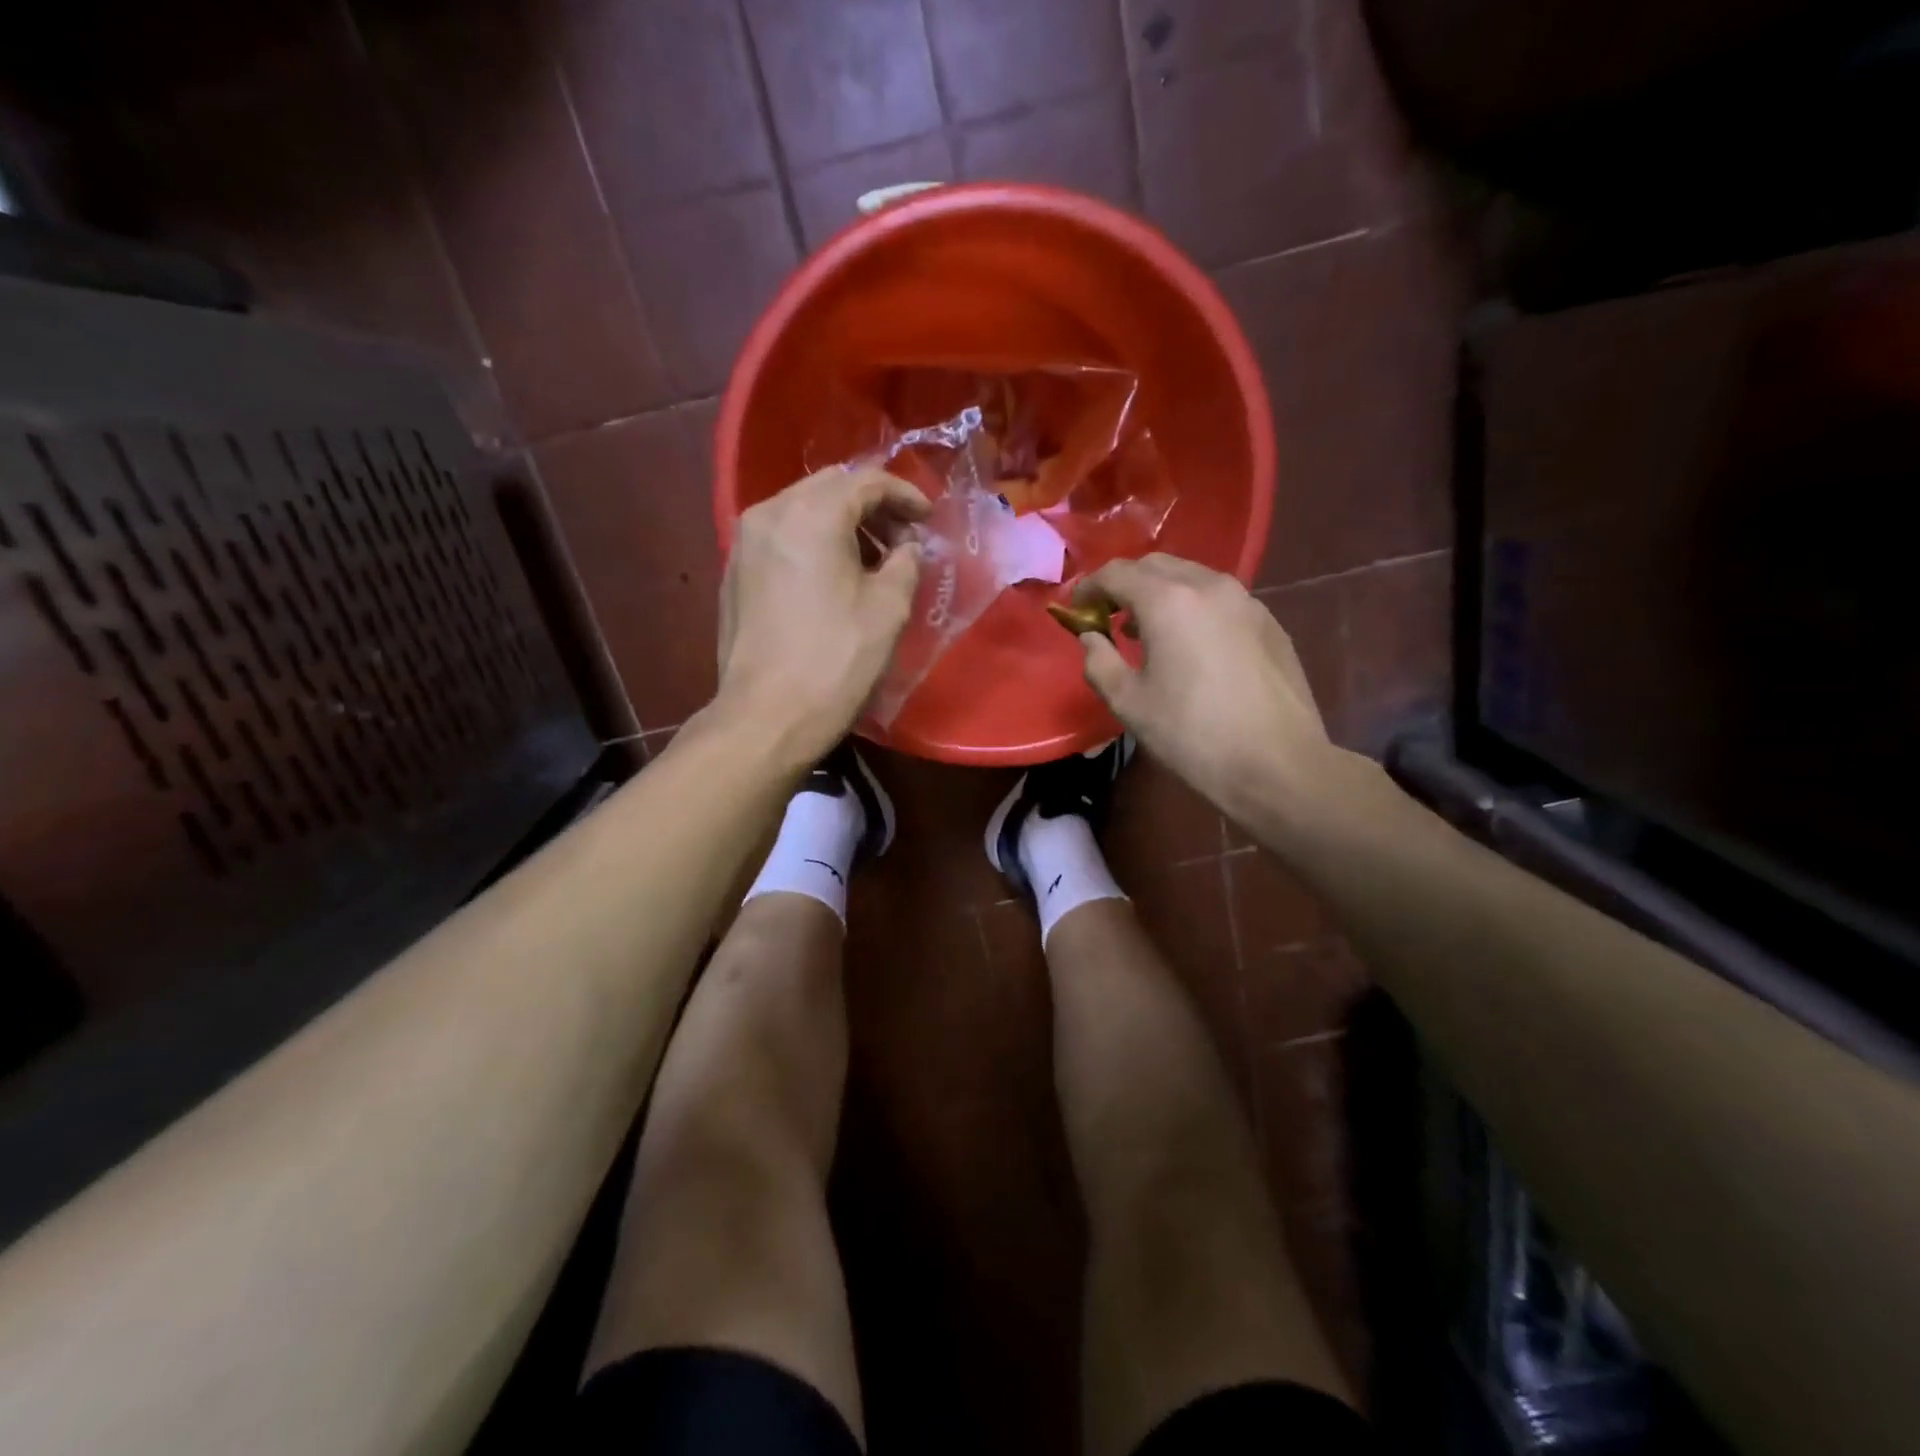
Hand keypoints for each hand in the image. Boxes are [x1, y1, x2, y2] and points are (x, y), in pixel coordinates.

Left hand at [713, 465, 926, 764]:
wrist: (767, 717)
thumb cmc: (836, 660)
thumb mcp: (888, 608)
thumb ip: (906, 562)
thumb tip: (906, 546)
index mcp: (811, 515)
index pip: (865, 482)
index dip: (905, 495)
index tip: (928, 519)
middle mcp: (769, 514)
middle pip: (829, 488)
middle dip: (871, 505)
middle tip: (901, 537)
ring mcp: (744, 543)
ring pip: (801, 510)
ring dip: (840, 524)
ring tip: (871, 560)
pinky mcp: (734, 573)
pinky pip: (781, 538)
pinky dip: (812, 543)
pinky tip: (832, 578)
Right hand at [1074, 553, 1337, 822]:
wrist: (1277, 765)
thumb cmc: (1192, 735)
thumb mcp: (1129, 703)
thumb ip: (1099, 661)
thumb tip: (1091, 638)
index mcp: (1169, 601)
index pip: (1117, 572)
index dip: (1089, 586)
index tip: (1076, 608)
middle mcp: (1209, 586)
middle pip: (1156, 565)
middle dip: (1126, 584)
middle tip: (1109, 617)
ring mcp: (1246, 601)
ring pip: (1192, 577)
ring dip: (1161, 593)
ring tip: (1147, 631)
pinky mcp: (1269, 622)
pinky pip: (1220, 599)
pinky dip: (1194, 607)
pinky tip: (1190, 645)